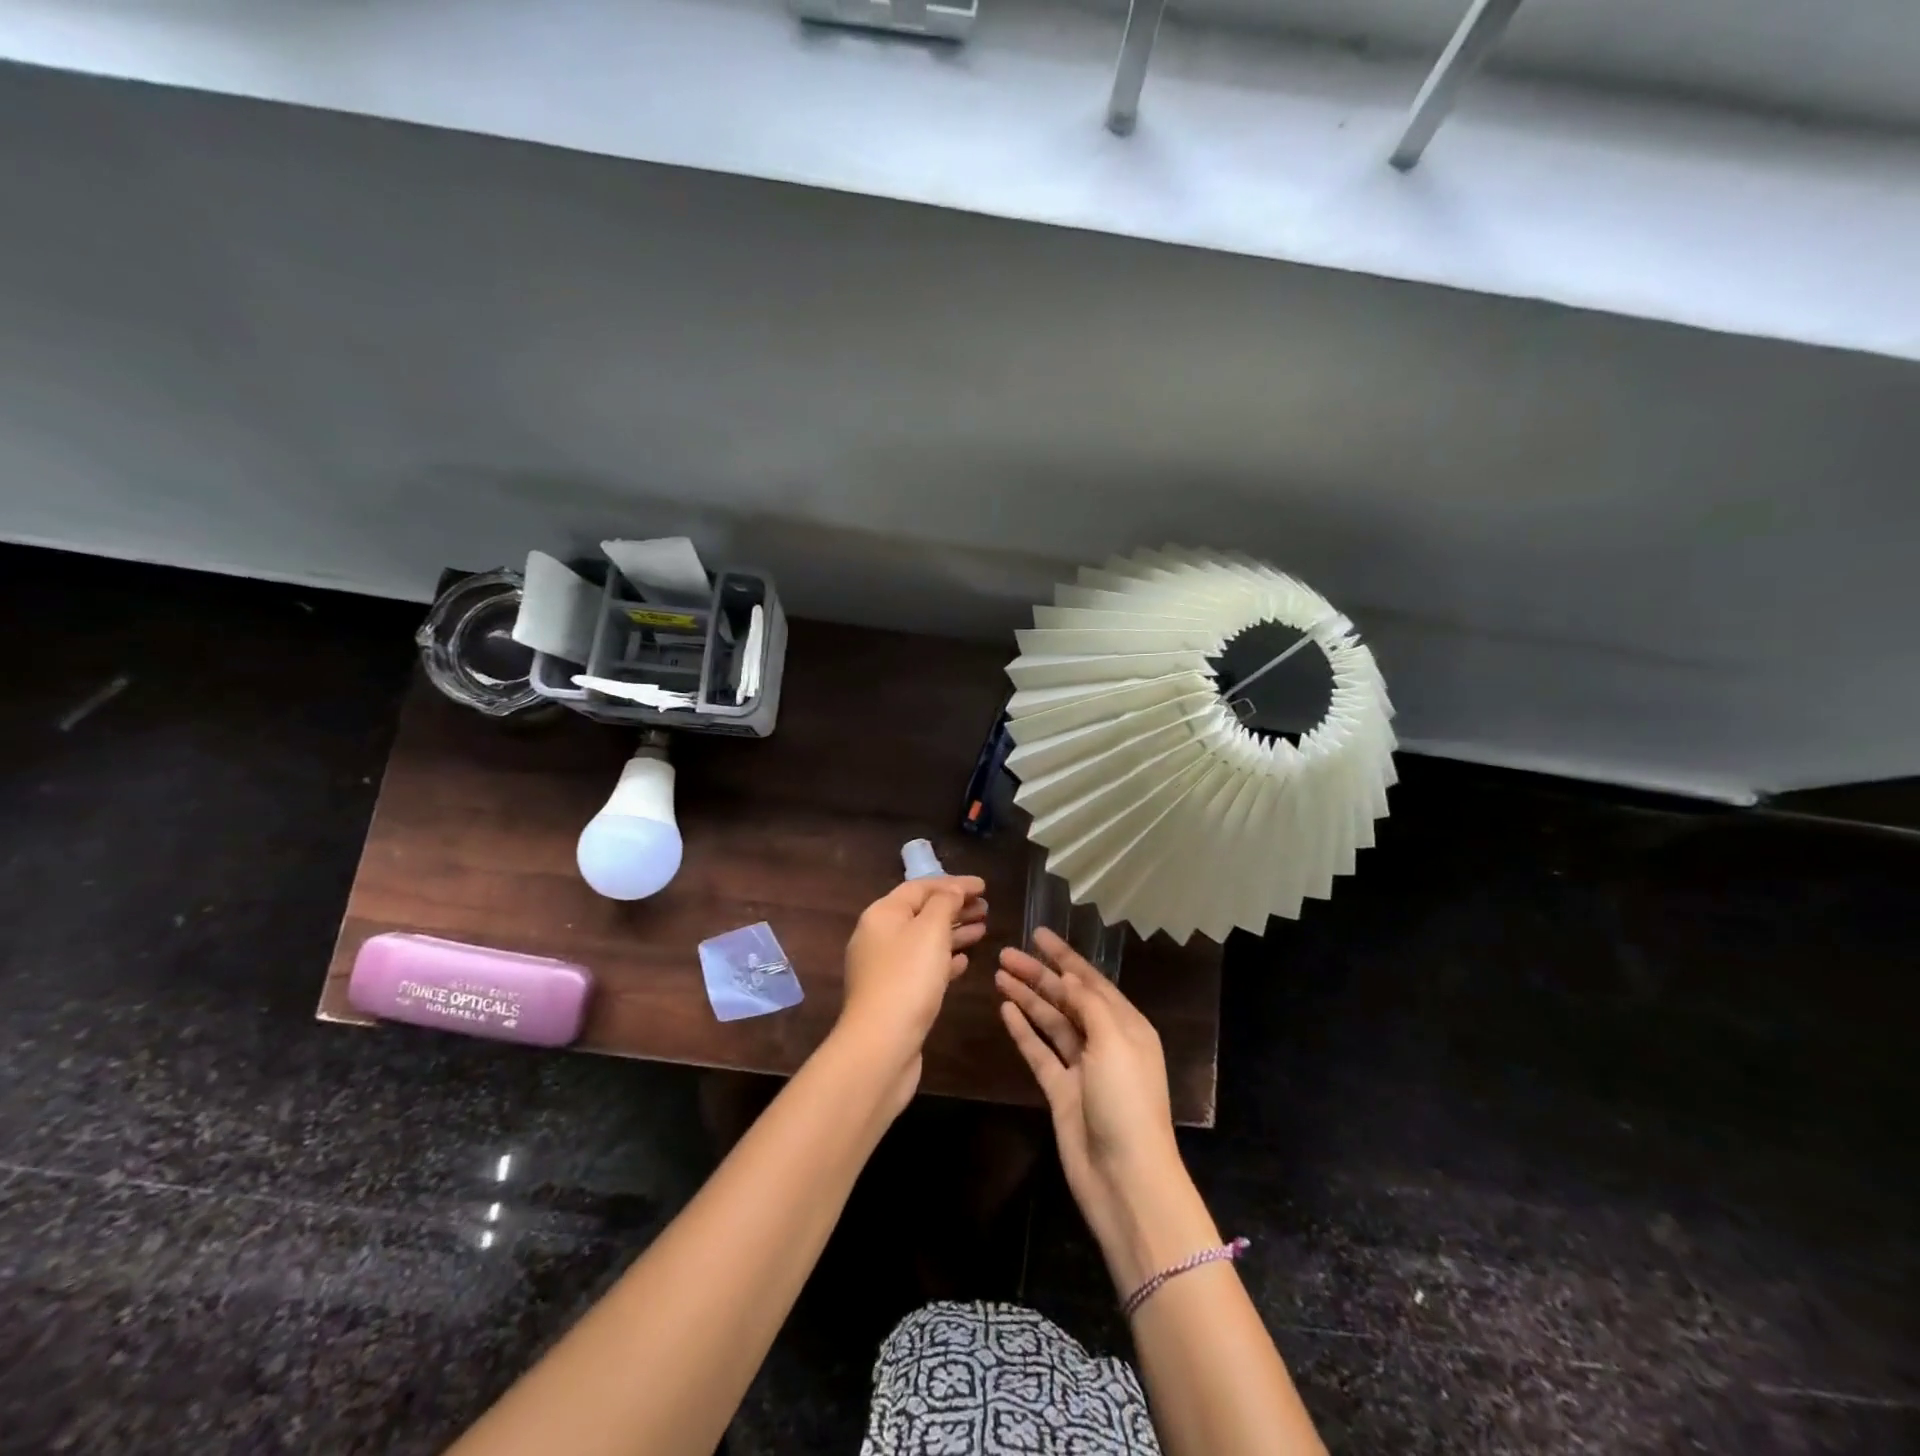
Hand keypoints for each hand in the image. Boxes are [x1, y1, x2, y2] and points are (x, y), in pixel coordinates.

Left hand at [837, 875, 987, 1110]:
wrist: (880, 1045)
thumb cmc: (907, 979)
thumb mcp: (930, 930)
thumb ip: (945, 903)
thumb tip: (952, 891)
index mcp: (882, 914)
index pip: (920, 887)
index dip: (954, 883)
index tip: (984, 886)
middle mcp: (879, 936)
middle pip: (922, 913)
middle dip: (955, 907)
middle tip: (986, 908)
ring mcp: (884, 968)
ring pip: (924, 940)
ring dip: (954, 932)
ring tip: (983, 929)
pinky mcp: (893, 995)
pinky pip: (922, 967)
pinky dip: (944, 959)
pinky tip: (964, 961)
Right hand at [997, 929, 1217, 1294]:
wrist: (1125, 1179)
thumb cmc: (1126, 1101)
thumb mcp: (1114, 1041)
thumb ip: (1089, 1004)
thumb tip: (1068, 976)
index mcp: (1126, 1025)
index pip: (1091, 980)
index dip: (1064, 956)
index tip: (1038, 934)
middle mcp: (1104, 1041)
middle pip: (1067, 998)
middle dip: (1038, 974)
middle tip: (1005, 953)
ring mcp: (1081, 1067)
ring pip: (1050, 1022)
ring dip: (1028, 997)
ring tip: (999, 974)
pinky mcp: (1060, 1090)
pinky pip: (1039, 1051)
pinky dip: (1023, 1030)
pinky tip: (1005, 1010)